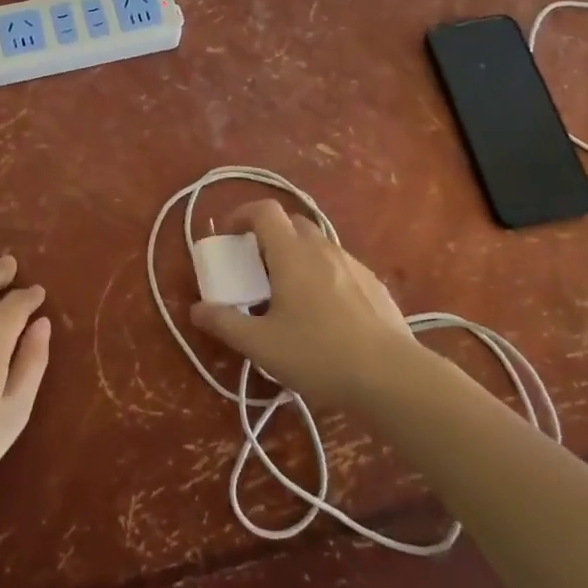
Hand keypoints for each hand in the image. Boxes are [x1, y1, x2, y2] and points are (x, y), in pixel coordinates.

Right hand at [188, 200, 415, 407]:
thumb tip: (196, 309)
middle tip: (257, 268)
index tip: (230, 235)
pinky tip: (325, 312)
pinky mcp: (374, 284)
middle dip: (270, 236)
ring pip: (317, 244)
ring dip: (297, 256)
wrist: (391, 376)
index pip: (265, 210)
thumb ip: (225, 324)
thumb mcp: (261, 345)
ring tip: (289, 293)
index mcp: (291, 253)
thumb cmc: (318, 354)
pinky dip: (323, 274)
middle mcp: (322, 248)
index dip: (243, 214)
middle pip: (292, 223)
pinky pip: (339, 265)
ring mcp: (352, 264)